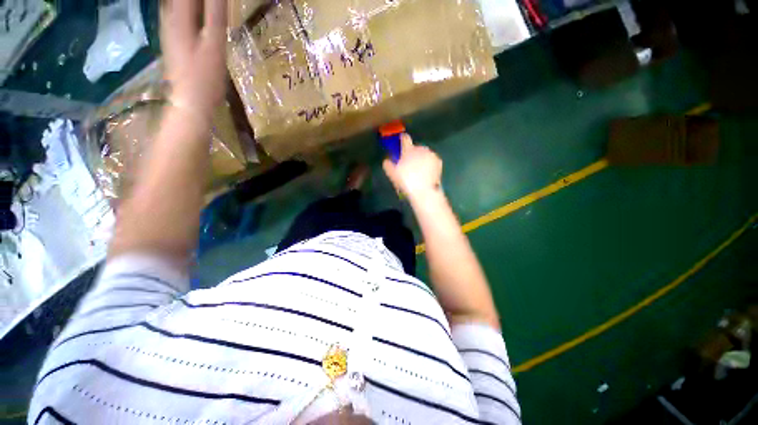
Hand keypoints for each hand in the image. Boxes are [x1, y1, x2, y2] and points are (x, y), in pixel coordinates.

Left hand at [161, 0, 227, 119]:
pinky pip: (178, 15)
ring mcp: (169, 29)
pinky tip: (197, 14)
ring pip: (178, 5)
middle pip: (181, 0)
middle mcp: (169, 18)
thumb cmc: (205, 77)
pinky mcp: (173, 40)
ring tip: (208, 7)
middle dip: (199, 1)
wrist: (191, 103)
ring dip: (193, 5)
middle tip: (216, 4)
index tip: (218, 0)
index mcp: (179, 16)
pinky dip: (189, 11)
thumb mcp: (214, 44)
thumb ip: (216, 14)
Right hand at [382, 134, 442, 199]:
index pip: (405, 138)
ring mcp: (431, 154)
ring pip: (424, 154)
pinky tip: (426, 173)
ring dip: (421, 159)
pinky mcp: (439, 161)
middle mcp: (421, 149)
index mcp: (409, 150)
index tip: (401, 143)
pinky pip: (431, 160)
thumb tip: (386, 161)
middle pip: (415, 148)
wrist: (424, 191)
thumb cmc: (406, 182)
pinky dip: (429, 165)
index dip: (402, 139)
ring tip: (418, 172)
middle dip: (412, 155)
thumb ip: (387, 165)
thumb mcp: (392, 174)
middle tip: (409, 167)